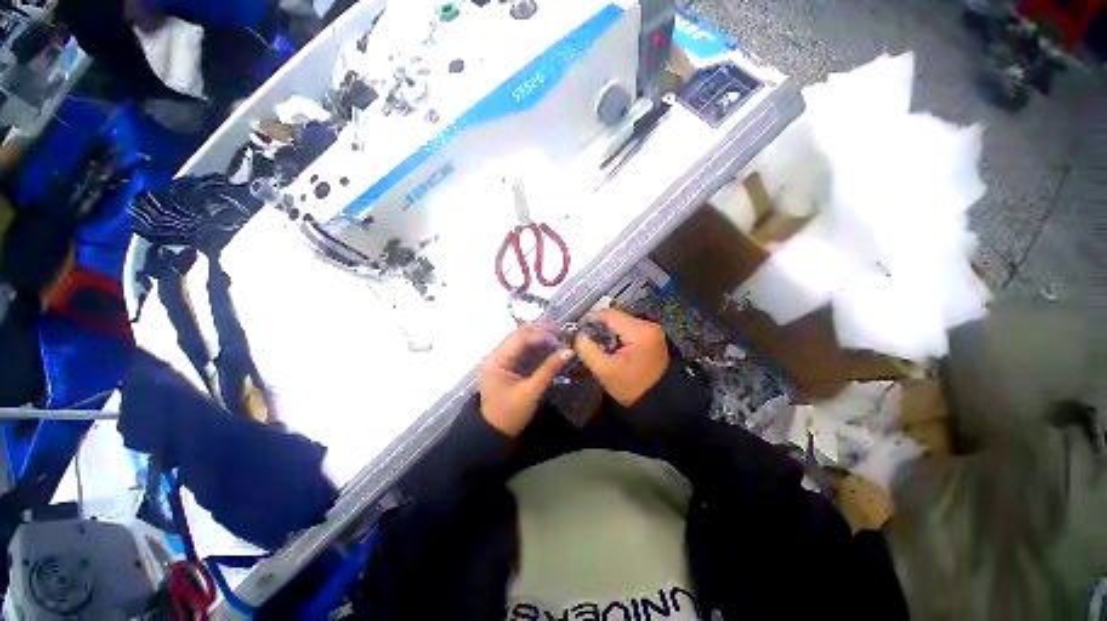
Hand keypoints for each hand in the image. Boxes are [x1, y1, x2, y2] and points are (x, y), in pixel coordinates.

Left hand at [479, 324, 574, 436]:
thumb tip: (569, 351)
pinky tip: (552, 348)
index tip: (561, 339)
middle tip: (563, 334)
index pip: (520, 337)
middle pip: (521, 335)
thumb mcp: (531, 391)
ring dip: (542, 339)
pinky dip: (539, 348)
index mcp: (496, 359)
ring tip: (561, 340)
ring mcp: (502, 358)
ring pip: (524, 340)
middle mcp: (497, 354)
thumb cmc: (510, 414)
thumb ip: (549, 369)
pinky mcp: (509, 364)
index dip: (542, 334)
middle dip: (542, 333)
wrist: (495, 433)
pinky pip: (525, 350)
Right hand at [573, 309, 668, 406]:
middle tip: (583, 335)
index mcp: (639, 331)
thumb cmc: (631, 387)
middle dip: (599, 325)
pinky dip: (617, 335)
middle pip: (617, 317)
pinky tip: (609, 345)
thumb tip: (577, 334)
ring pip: (622, 322)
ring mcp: (653, 331)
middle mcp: (649, 325)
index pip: (610, 315)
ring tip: (594, 341)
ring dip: (607, 330)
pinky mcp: (652, 338)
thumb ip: (587, 349)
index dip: (591, 318)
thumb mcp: (604, 370)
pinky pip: (629, 330)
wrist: (659, 404)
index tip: (576, 327)